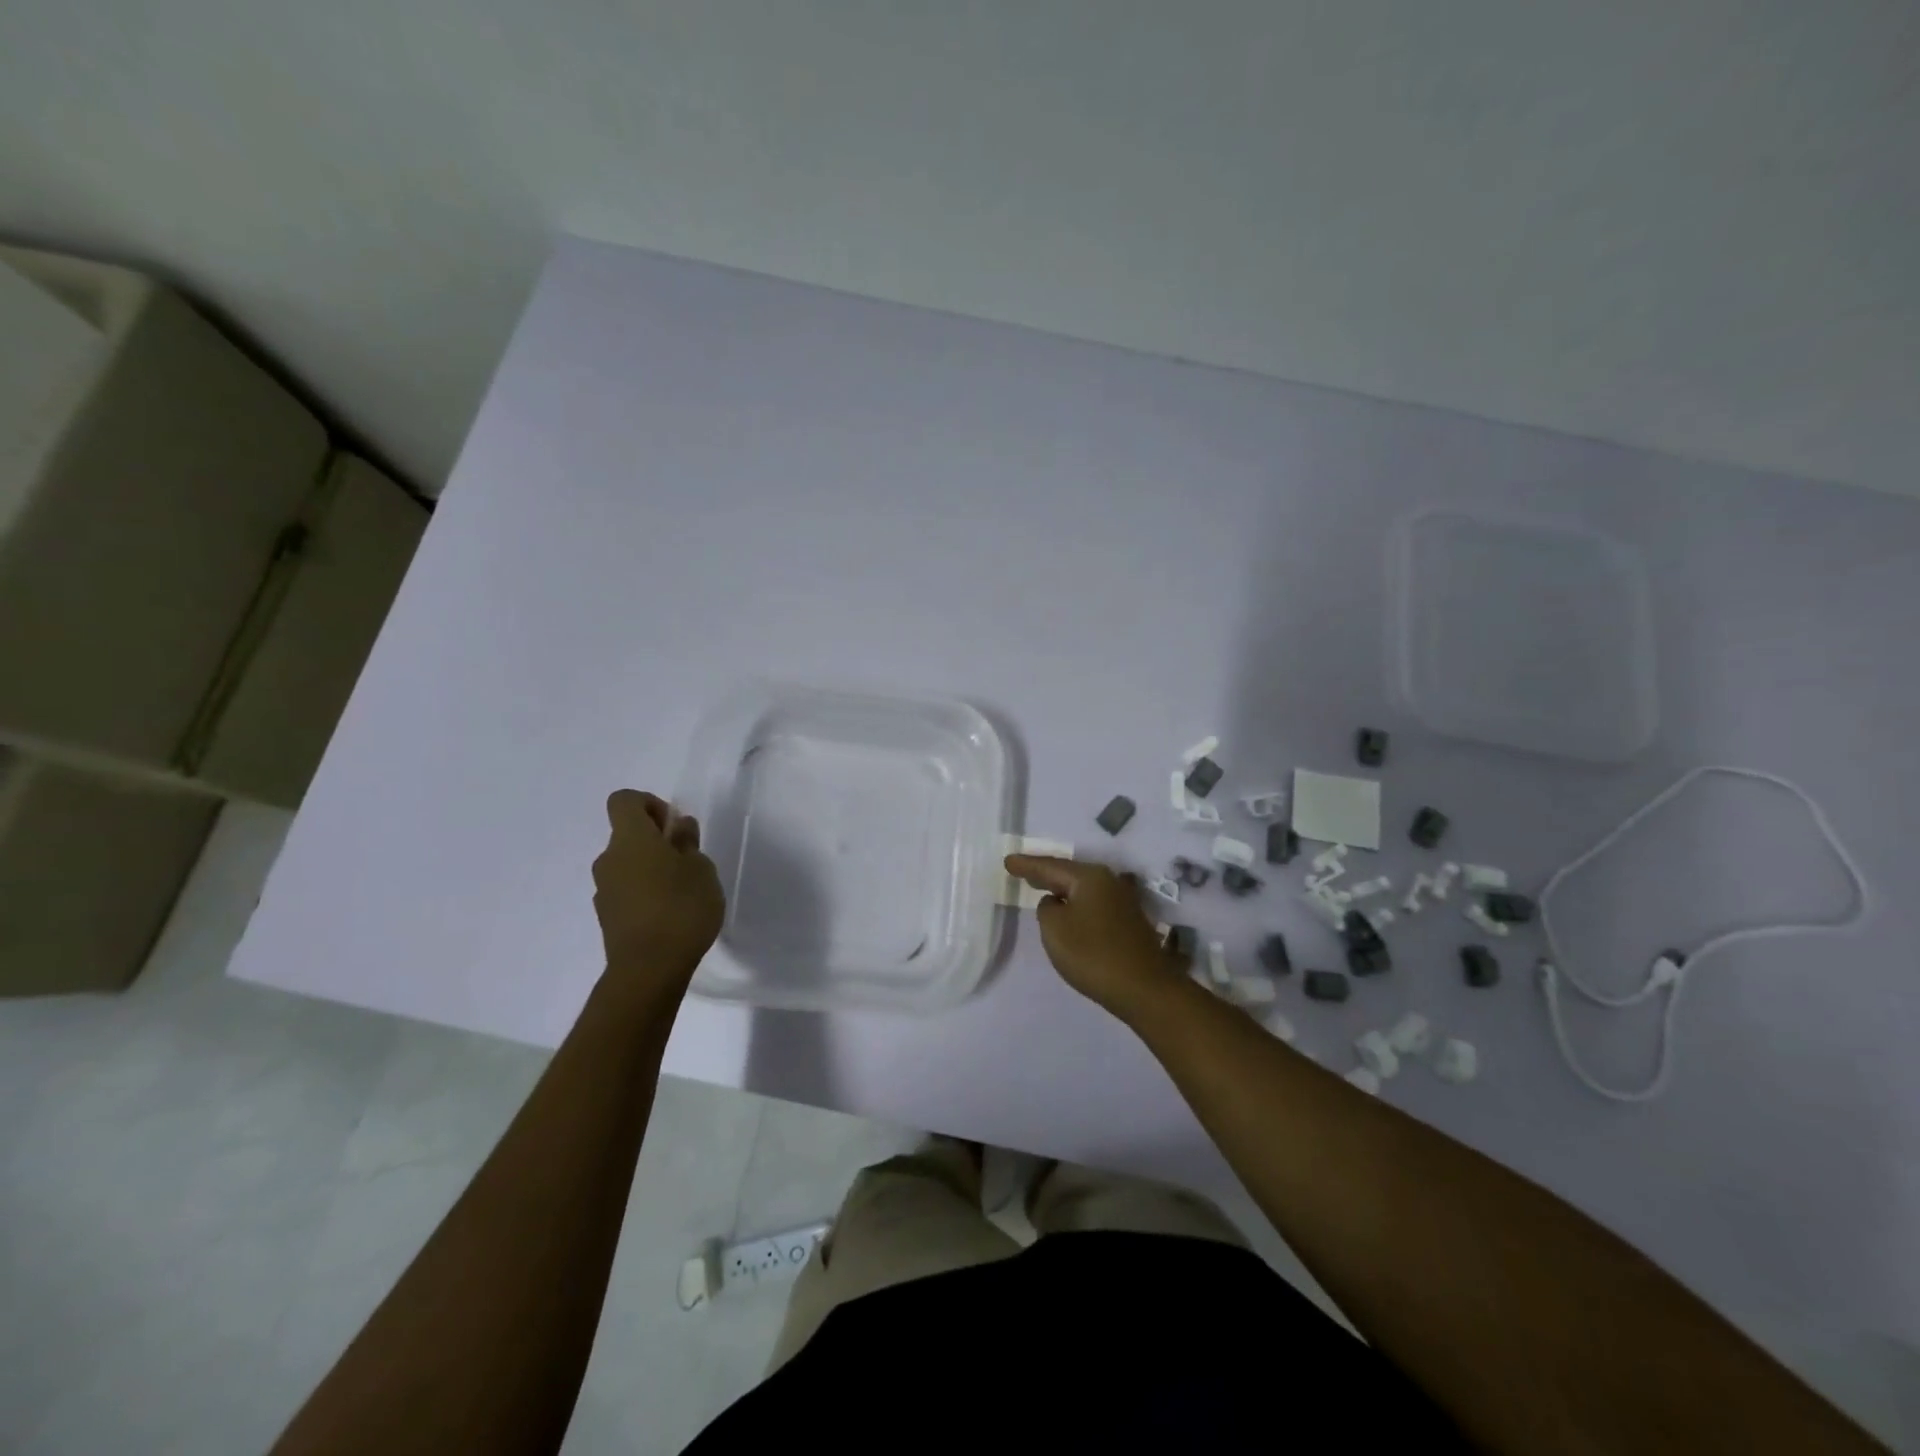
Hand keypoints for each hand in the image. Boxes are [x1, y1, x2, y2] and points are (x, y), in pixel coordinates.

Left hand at [593, 790, 724, 985]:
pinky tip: (669, 914)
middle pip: (627, 834)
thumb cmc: (681, 908)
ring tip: (682, 891)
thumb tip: (678, 828)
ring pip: (627, 864)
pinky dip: (644, 892)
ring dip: (651, 868)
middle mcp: (609, 859)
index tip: (674, 827)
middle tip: (688, 861)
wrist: (649, 970)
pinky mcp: (607, 916)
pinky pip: (626, 890)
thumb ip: (688, 843)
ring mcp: (604, 890)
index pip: (625, 800)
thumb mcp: (701, 869)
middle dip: (656, 840)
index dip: (650, 804)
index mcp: (630, 839)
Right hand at [1003, 855, 1177, 1018]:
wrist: (1145, 989)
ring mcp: (1122, 901)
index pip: (1050, 866)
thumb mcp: (1055, 929)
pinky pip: (1093, 904)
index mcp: (1089, 877)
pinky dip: (1076, 904)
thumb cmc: (1093, 954)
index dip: (1027, 864)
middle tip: (1022, 870)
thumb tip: (1057, 903)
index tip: (1007, 861)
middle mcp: (1109, 882)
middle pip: (1069, 874)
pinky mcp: (1128, 921)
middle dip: (1045, 873)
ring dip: (1062, 890)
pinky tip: (1070, 911)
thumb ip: (1047, 909)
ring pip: (1082, 889)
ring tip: (1042, 888)